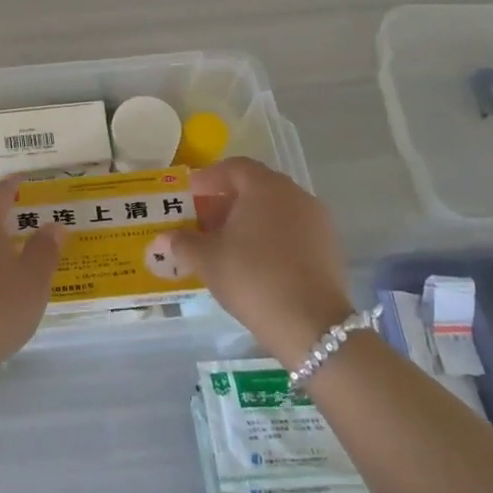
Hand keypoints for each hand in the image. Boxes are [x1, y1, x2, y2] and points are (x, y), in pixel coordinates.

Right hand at [163, 158, 354, 371]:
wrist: (311, 324)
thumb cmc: (252, 278)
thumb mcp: (207, 260)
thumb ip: (183, 243)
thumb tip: (163, 238)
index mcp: (265, 187)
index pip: (234, 168)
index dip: (209, 178)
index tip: (190, 194)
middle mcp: (295, 194)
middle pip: (256, 186)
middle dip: (228, 200)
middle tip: (205, 221)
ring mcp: (317, 220)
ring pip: (276, 209)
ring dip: (251, 219)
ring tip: (228, 244)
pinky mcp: (329, 247)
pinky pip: (293, 230)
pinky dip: (272, 236)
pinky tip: (257, 261)